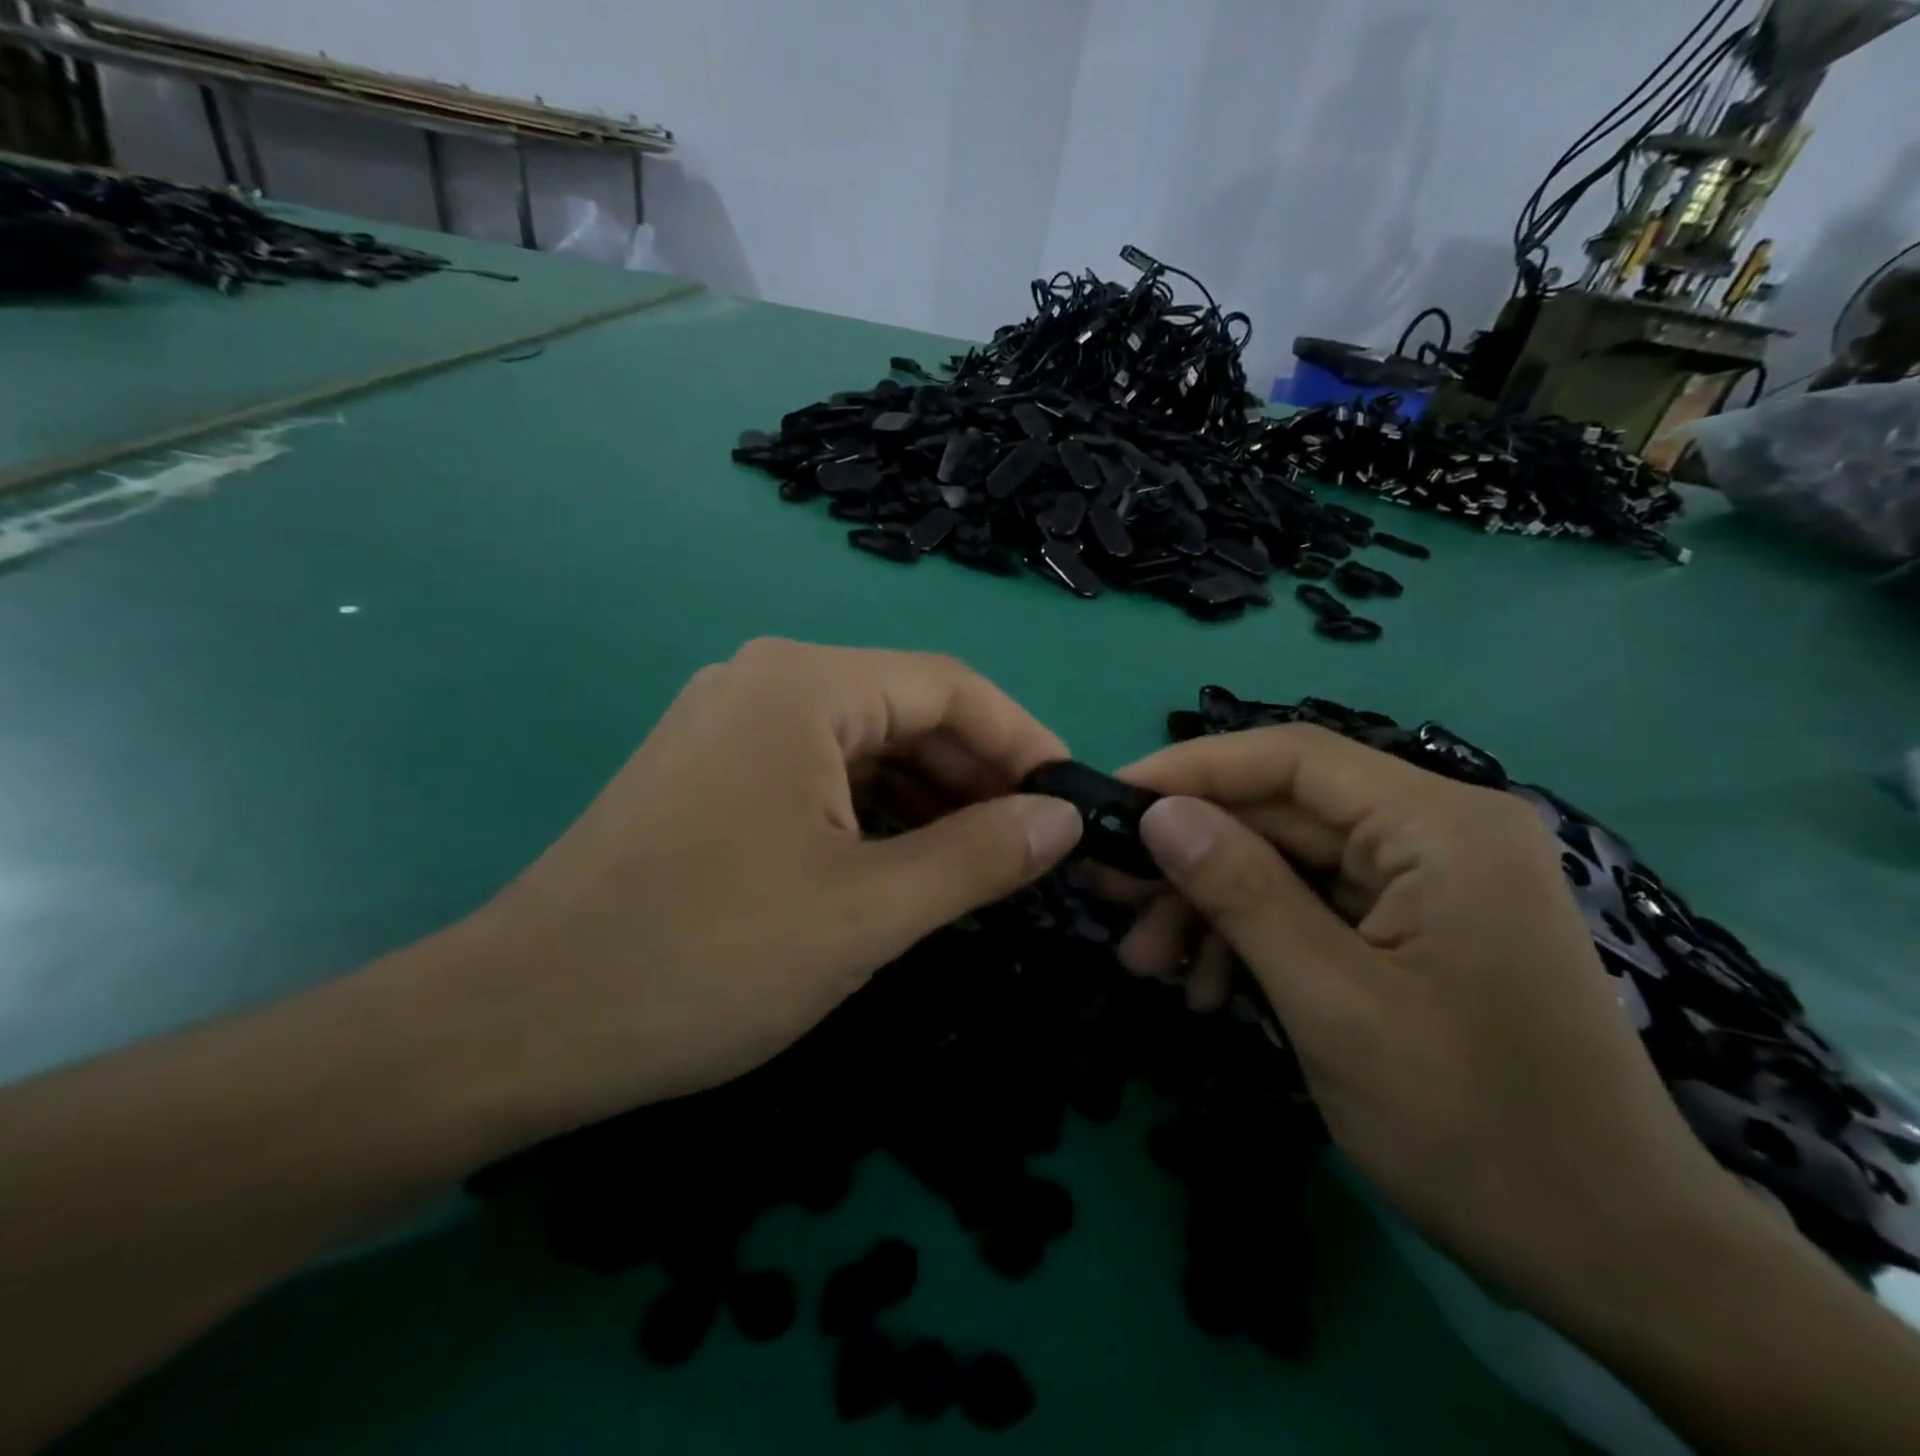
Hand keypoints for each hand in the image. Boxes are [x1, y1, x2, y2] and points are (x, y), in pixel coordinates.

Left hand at [439, 639, 1082, 1131]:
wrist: (521, 1023)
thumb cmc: (705, 959)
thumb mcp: (868, 911)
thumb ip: (981, 856)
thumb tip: (1064, 819)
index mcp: (804, 686)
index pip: (951, 687)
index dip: (1024, 740)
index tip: (1073, 802)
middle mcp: (764, 683)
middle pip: (906, 712)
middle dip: (977, 777)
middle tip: (1035, 849)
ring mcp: (729, 726)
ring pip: (864, 748)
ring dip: (929, 801)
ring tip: (983, 866)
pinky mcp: (709, 774)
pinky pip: (819, 776)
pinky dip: (874, 815)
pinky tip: (905, 865)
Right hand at [1111, 725, 1738, 1324]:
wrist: (1619, 1262)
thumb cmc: (1477, 1130)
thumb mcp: (1332, 1004)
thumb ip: (1242, 893)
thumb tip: (1159, 814)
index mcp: (1440, 827)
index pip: (1291, 758)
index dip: (1191, 770)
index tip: (1113, 802)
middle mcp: (1440, 832)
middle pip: (1283, 813)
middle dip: (1194, 859)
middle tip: (1114, 900)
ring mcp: (1431, 880)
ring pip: (1289, 862)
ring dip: (1216, 908)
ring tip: (1152, 966)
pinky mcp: (1419, 924)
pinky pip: (1316, 905)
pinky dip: (1258, 938)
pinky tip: (1215, 990)